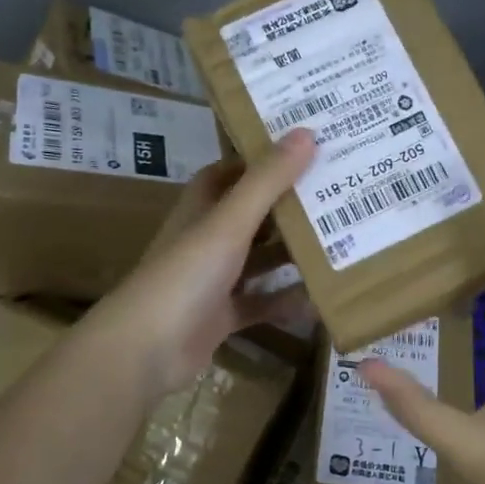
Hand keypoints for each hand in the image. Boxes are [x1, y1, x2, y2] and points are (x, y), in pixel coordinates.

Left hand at [85, 128, 316, 393]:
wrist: (143, 351)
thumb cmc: (185, 275)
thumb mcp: (229, 223)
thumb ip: (267, 181)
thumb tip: (306, 132)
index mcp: (202, 208)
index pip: (233, 172)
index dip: (263, 159)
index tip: (306, 148)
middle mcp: (207, 238)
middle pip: (253, 214)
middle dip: (289, 206)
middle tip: (337, 193)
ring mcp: (213, 279)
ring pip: (259, 259)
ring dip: (292, 253)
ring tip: (340, 241)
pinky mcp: (221, 316)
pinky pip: (261, 302)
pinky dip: (285, 300)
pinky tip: (319, 298)